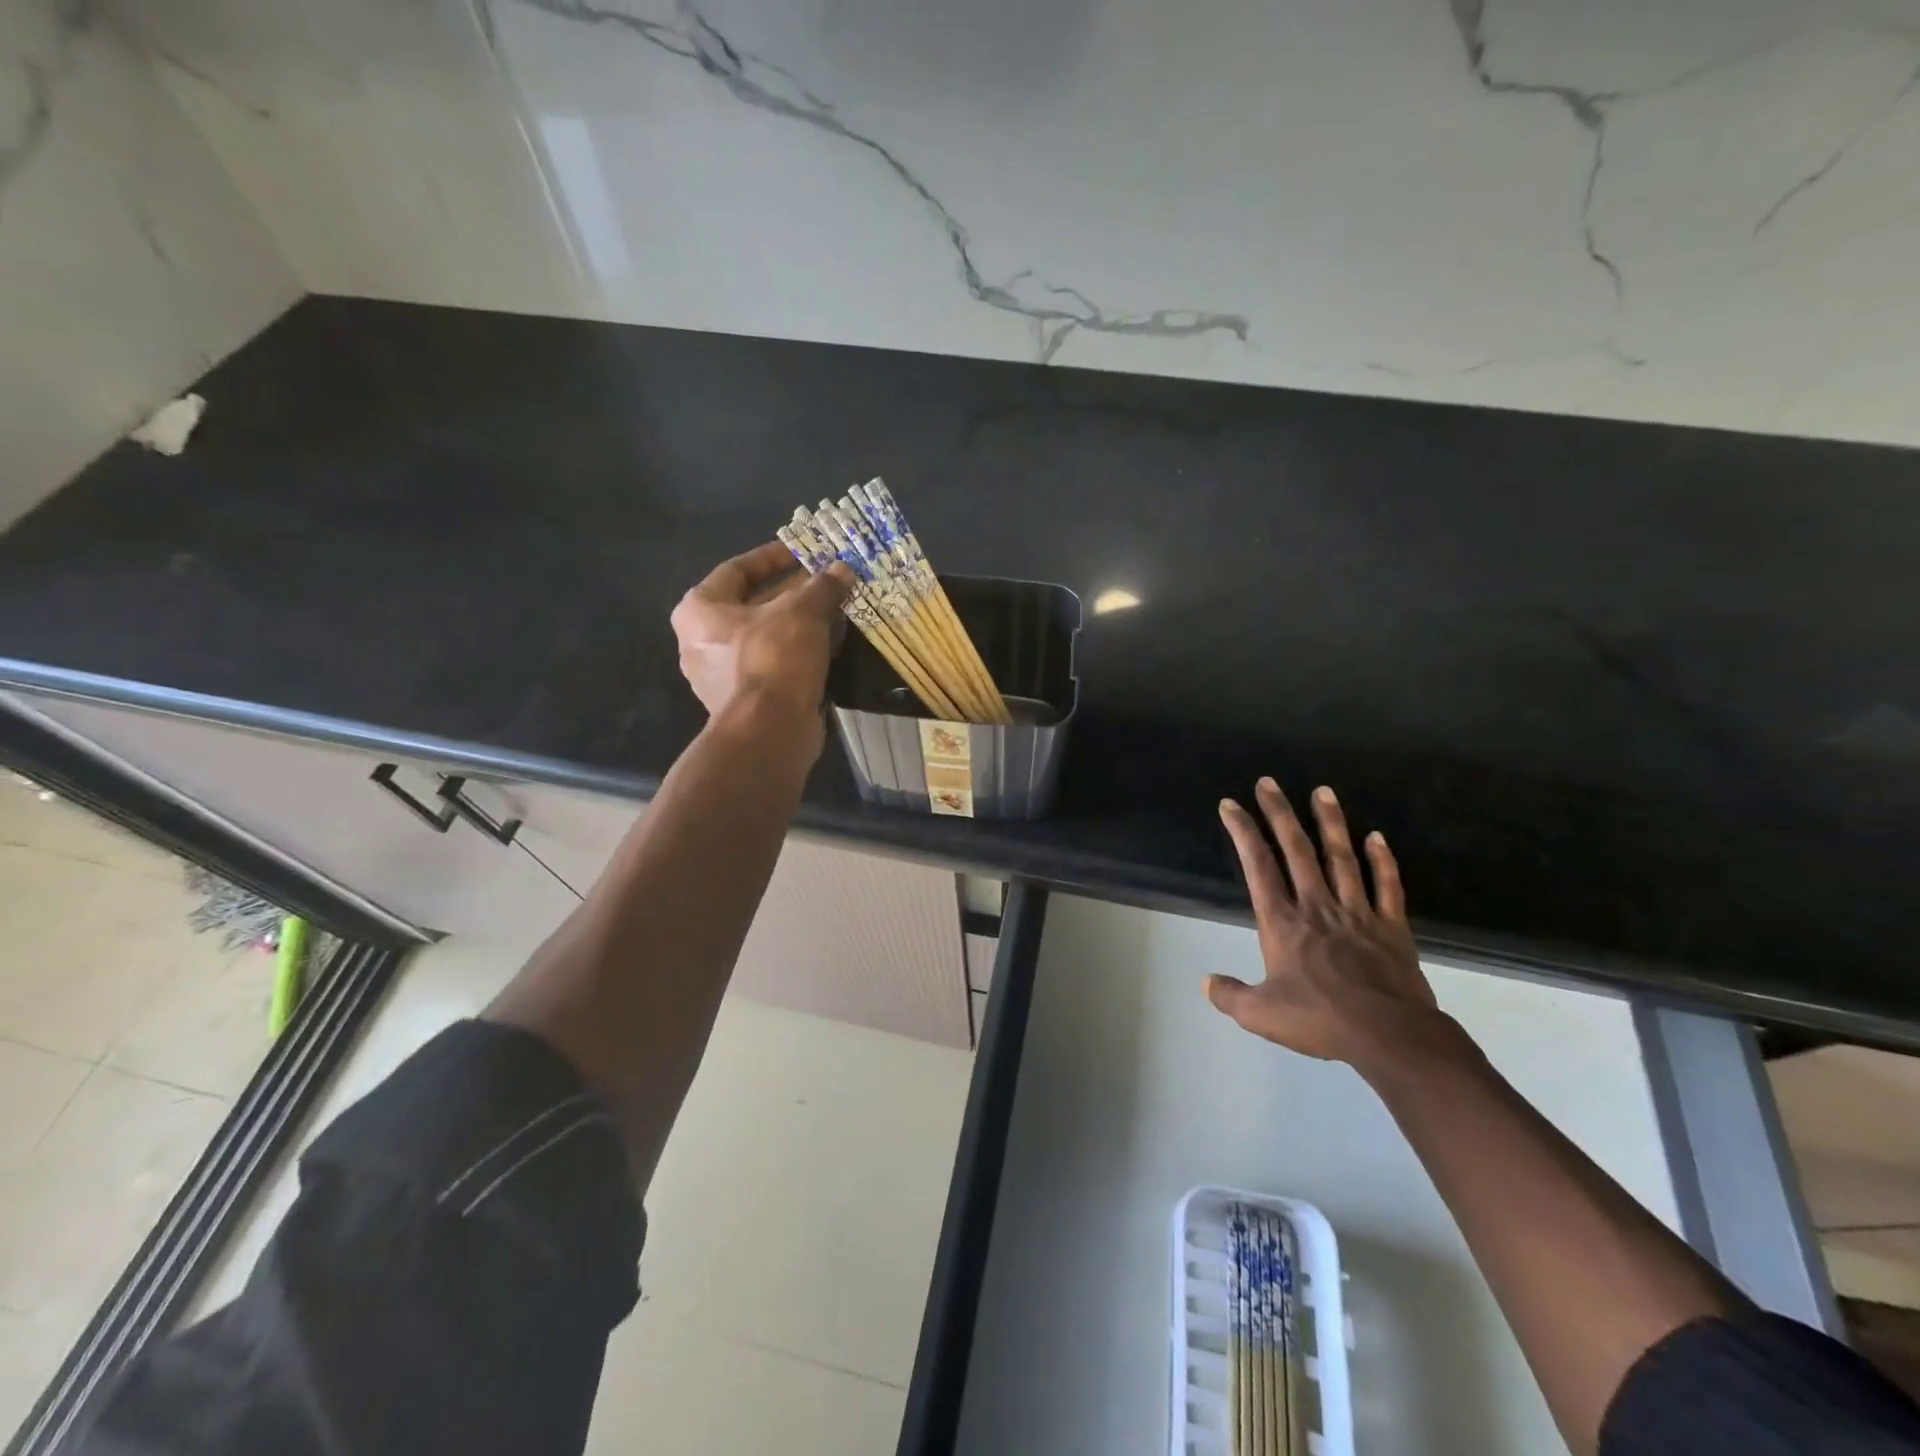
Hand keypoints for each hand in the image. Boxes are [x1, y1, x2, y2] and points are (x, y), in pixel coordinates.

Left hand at [670, 542, 854, 732]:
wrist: (769, 731)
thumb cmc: (773, 658)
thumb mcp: (803, 612)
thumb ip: (822, 587)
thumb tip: (843, 569)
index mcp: (699, 609)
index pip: (737, 569)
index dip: (773, 557)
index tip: (803, 551)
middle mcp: (701, 641)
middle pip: (752, 605)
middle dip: (791, 592)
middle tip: (826, 582)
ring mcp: (719, 675)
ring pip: (764, 637)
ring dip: (797, 624)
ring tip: (832, 612)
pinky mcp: (743, 701)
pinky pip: (771, 665)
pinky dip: (795, 653)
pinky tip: (826, 646)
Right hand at [1207, 779, 1445, 1068]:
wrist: (1390, 1037)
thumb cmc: (1320, 1020)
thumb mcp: (1260, 1015)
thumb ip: (1230, 996)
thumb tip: (1205, 982)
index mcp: (1283, 923)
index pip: (1258, 866)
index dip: (1242, 832)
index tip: (1231, 804)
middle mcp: (1317, 906)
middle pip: (1297, 850)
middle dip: (1280, 813)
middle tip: (1269, 782)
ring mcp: (1358, 913)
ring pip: (1342, 858)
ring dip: (1331, 823)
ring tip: (1323, 791)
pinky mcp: (1391, 928)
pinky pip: (1386, 886)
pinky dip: (1382, 860)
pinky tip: (1376, 837)